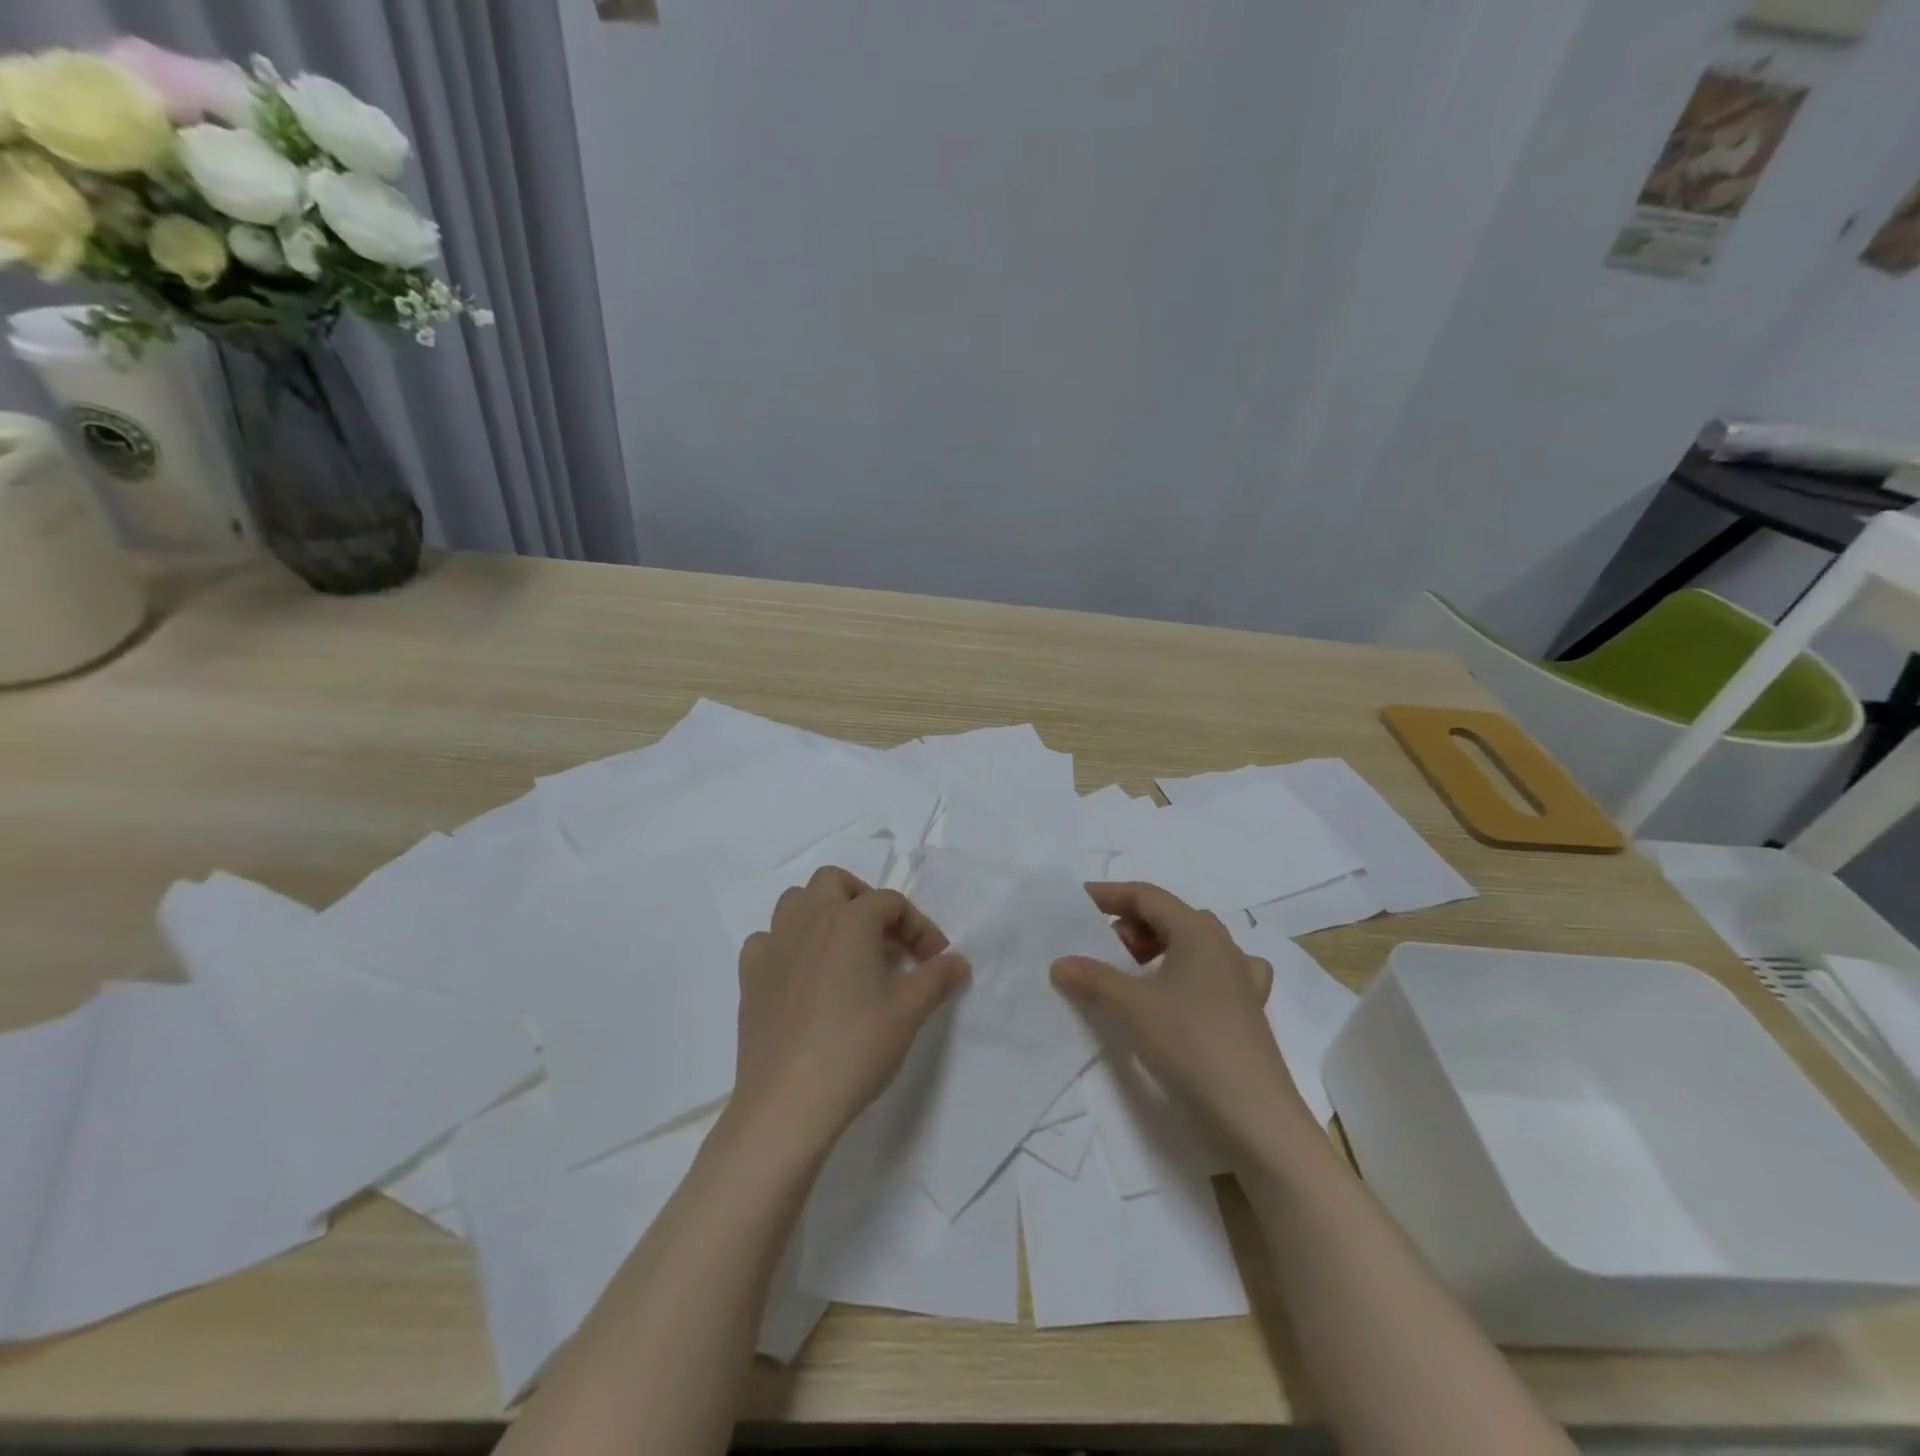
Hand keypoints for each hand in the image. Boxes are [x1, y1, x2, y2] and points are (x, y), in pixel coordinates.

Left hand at [731, 866, 968, 1151]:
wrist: (788, 1101)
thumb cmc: (856, 1047)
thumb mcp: (909, 1011)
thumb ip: (937, 978)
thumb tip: (958, 962)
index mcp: (849, 919)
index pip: (891, 902)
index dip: (920, 927)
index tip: (935, 961)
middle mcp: (808, 919)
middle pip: (835, 882)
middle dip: (864, 900)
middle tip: (884, 938)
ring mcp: (773, 945)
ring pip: (796, 902)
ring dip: (822, 913)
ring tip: (843, 949)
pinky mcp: (749, 976)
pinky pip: (767, 940)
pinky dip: (787, 945)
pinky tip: (801, 974)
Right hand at [1051, 881, 1310, 1154]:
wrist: (1255, 1116)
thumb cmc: (1192, 1045)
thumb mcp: (1132, 1008)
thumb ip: (1093, 979)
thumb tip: (1060, 963)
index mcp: (1198, 931)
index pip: (1147, 896)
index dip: (1110, 895)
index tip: (1077, 904)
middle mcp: (1224, 945)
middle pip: (1170, 916)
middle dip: (1131, 924)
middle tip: (1102, 948)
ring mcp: (1241, 978)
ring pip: (1192, 943)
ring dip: (1157, 947)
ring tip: (1132, 972)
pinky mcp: (1248, 1010)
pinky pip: (1214, 973)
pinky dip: (1189, 972)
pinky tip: (1184, 992)